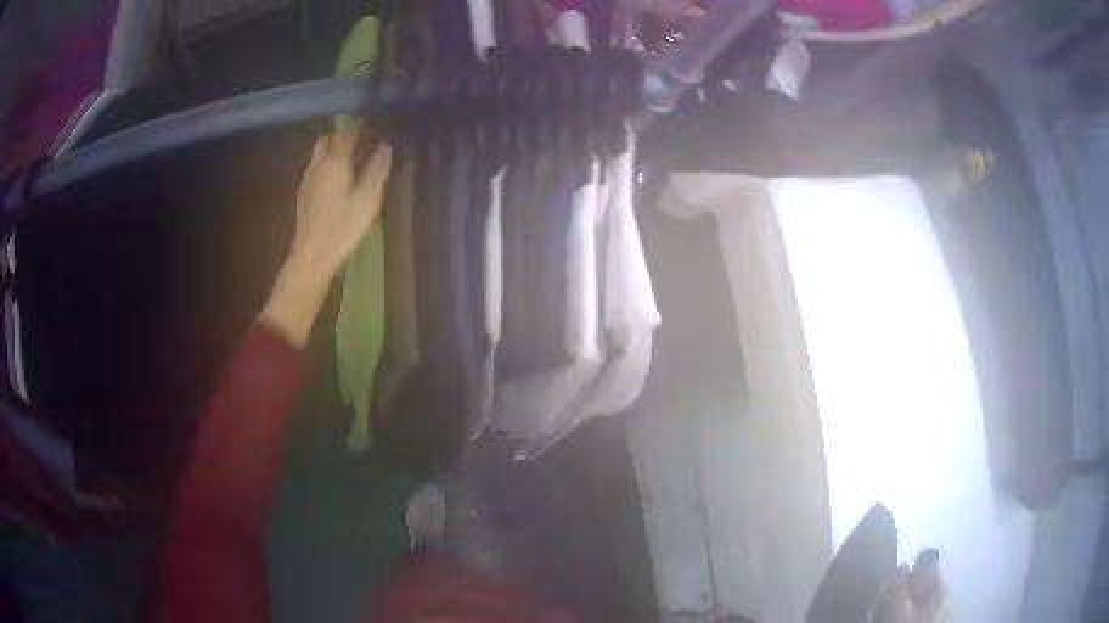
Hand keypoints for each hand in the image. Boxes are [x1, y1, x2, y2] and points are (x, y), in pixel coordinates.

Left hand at [262, 130, 392, 348]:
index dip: (360, 125)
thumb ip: (376, 170)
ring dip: (334, 151)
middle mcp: (318, 165)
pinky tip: (336, 181)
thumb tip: (386, 146)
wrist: (311, 257)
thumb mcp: (367, 201)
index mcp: (335, 162)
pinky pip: (316, 169)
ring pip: (320, 154)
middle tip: (362, 141)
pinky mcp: (303, 194)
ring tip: (351, 160)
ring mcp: (308, 180)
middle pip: (329, 140)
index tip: (375, 123)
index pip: (347, 132)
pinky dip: (327, 166)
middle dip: (344, 135)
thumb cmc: (341, 229)